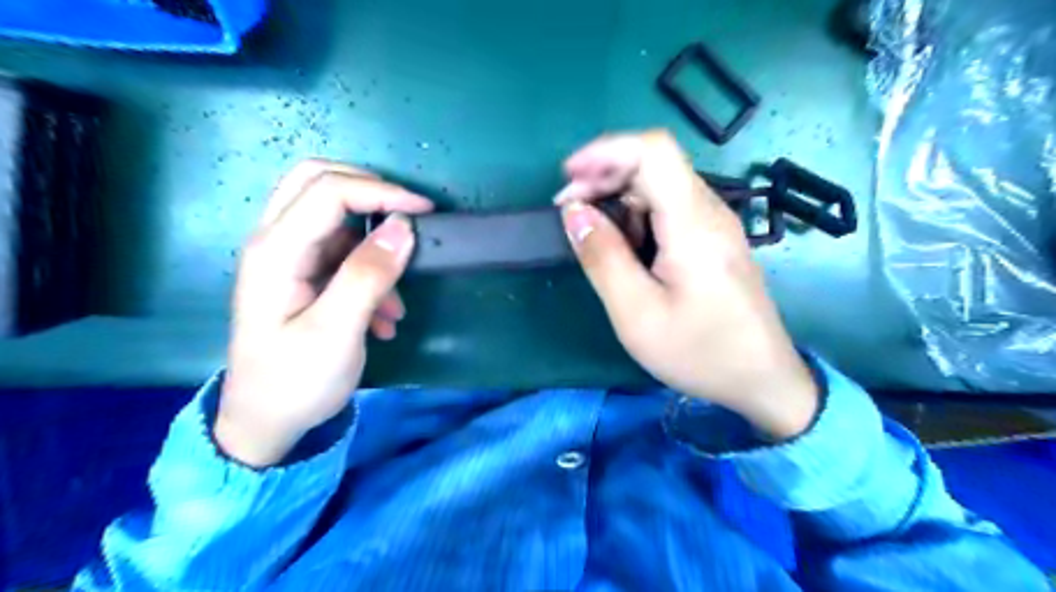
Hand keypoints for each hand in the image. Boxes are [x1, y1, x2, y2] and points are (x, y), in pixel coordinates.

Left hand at [215, 160, 430, 467]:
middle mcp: (274, 243)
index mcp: (276, 252)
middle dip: (369, 190)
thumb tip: (403, 227)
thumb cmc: (295, 382)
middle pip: (317, 181)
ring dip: (372, 242)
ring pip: (332, 217)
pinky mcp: (301, 275)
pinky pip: (340, 252)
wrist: (265, 423)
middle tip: (406, 215)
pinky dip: (369, 270)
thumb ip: (368, 276)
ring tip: (395, 297)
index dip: (382, 192)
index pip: (329, 192)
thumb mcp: (336, 332)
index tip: (425, 212)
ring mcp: (287, 258)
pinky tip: (383, 316)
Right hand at [556, 132, 819, 438]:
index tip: (567, 178)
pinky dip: (635, 217)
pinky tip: (621, 247)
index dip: (605, 151)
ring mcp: (714, 225)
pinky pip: (670, 211)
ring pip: (660, 187)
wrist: (761, 380)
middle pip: (654, 165)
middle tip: (568, 211)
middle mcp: (709, 212)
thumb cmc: (699, 351)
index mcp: (693, 223)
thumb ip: (603, 258)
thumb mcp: (637, 312)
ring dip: (617, 198)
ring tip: (588, 233)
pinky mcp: (713, 242)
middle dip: (604, 176)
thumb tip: (574, 212)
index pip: (653, 151)